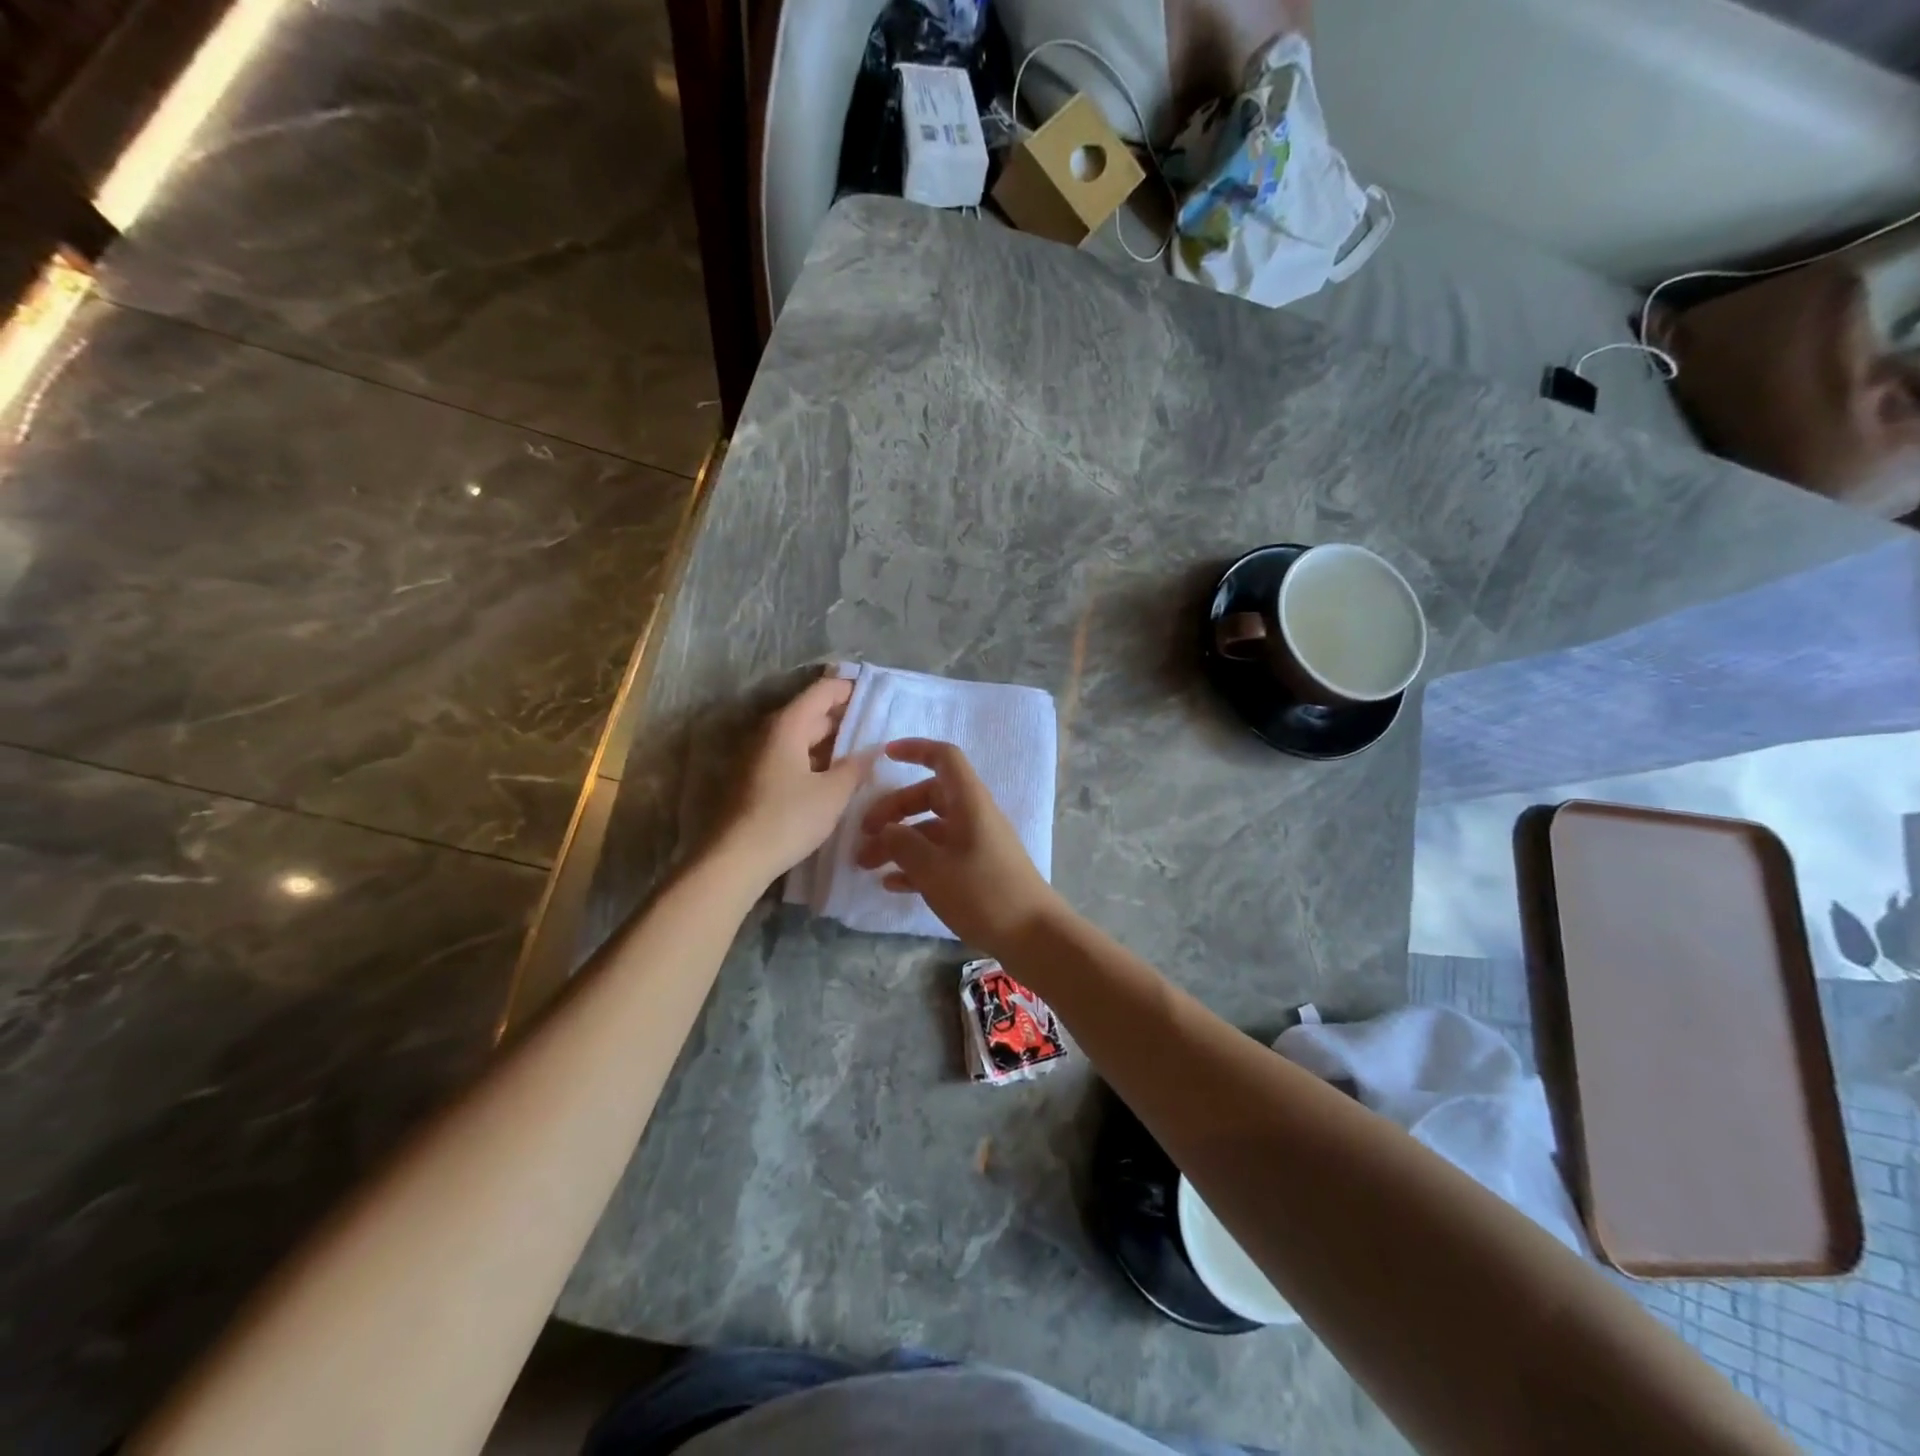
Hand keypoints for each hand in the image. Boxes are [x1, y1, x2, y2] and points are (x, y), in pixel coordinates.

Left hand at [719, 676, 872, 882]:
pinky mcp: (755, 779)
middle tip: (875, 729)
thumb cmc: (788, 819)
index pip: (822, 691)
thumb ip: (856, 766)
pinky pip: (791, 756)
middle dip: (843, 718)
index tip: (875, 695)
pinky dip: (814, 759)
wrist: (735, 858)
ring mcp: (758, 756)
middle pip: (811, 712)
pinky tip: (832, 777)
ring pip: (800, 737)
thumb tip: (872, 749)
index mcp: (788, 725)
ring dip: (829, 741)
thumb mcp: (833, 794)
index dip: (849, 689)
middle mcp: (769, 732)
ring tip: (860, 754)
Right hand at [854, 739, 1063, 952]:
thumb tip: (886, 831)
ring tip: (866, 865)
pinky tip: (892, 885)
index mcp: (969, 802)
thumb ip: (903, 844)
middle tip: (863, 835)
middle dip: (893, 811)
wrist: (1033, 935)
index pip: (944, 758)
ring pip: (931, 830)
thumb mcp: (934, 869)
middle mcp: (974, 816)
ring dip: (899, 842)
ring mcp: (977, 844)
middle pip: (929, 796)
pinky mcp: (978, 871)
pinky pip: (940, 856)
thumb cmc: (983, 893)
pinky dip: (915, 865)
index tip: (884, 757)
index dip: (915, 750)